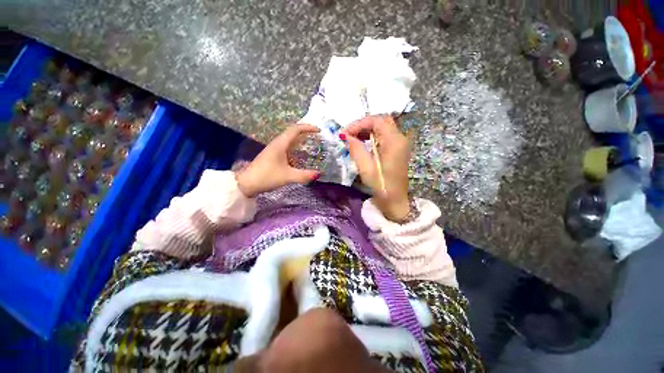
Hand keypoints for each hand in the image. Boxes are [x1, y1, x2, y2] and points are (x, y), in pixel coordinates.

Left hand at [236, 124, 320, 197]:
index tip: (319, 131)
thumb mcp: (288, 176)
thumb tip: (319, 174)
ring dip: (300, 139)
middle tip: (317, 137)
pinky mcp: (272, 155)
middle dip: (306, 132)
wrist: (247, 183)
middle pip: (293, 132)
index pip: (295, 129)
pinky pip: (287, 146)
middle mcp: (277, 143)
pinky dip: (296, 146)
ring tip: (311, 143)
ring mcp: (274, 149)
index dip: (308, 127)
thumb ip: (304, 175)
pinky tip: (300, 154)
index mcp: (280, 144)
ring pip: (289, 139)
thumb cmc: (267, 176)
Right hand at [342, 115, 410, 221]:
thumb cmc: (381, 186)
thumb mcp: (366, 168)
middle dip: (363, 125)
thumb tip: (346, 136)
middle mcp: (400, 138)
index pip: (376, 120)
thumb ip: (356, 149)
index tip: (345, 133)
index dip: (359, 123)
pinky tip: (363, 143)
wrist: (395, 201)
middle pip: (381, 121)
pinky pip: (384, 135)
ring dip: (367, 129)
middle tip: (348, 134)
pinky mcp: (397, 149)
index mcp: (394, 141)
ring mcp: (400, 143)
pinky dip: (372, 136)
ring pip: (382, 127)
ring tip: (353, 138)